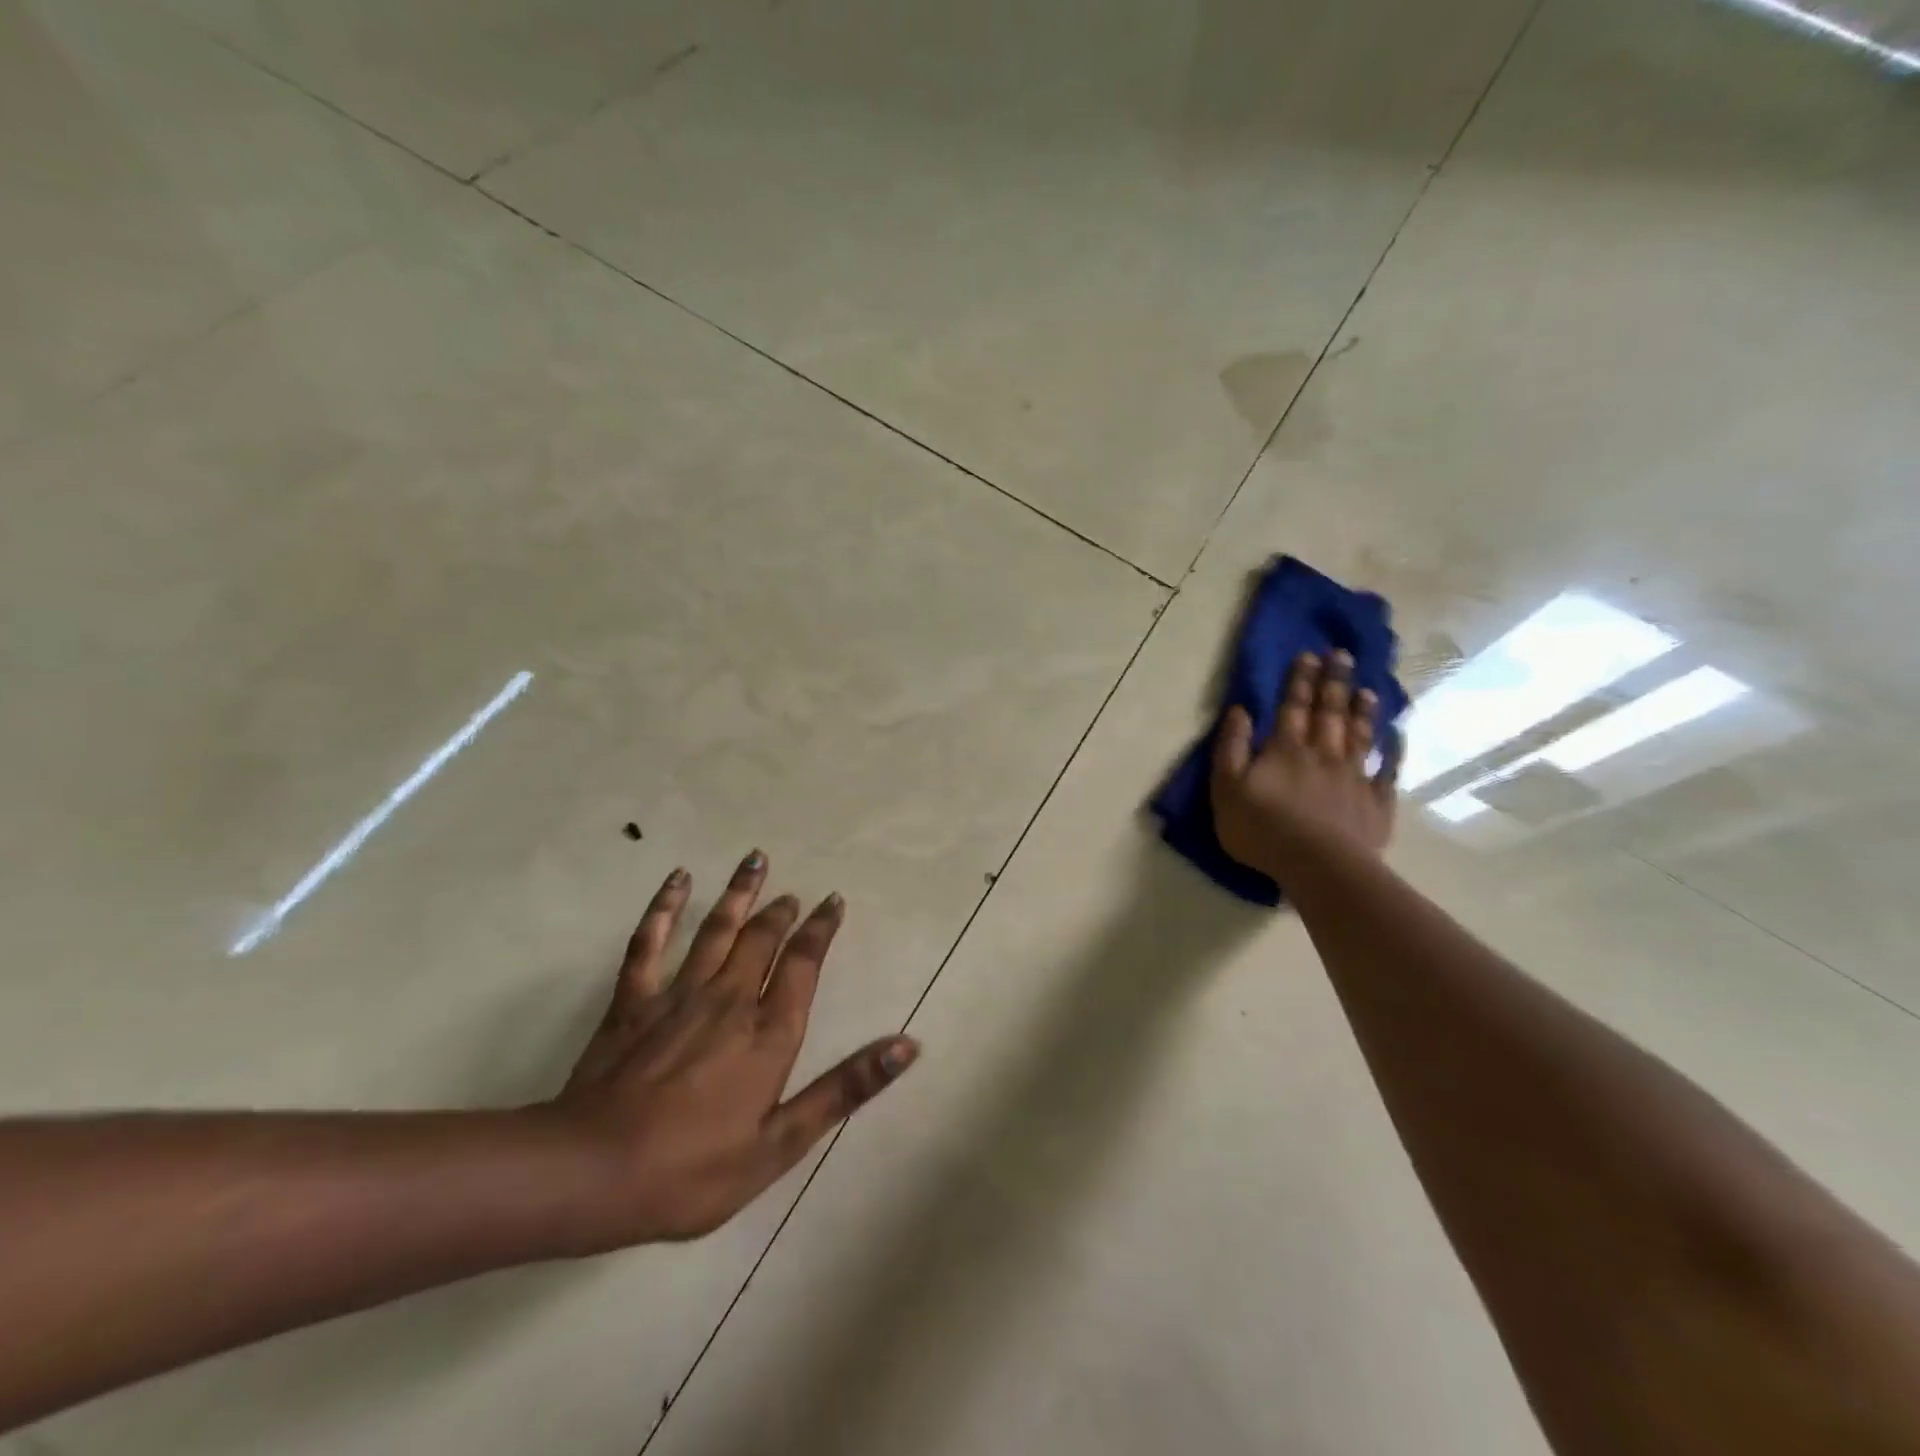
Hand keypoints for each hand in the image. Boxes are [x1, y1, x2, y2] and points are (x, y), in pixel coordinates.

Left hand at [544, 851, 917, 1247]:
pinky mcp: (633, 1001)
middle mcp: (729, 999)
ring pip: (717, 929)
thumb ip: (844, 1089)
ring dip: (739, 894)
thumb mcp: (780, 1143)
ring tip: (755, 860)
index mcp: (768, 1032)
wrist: (592, 1174)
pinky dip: (665, 907)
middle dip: (782, 911)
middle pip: (761, 939)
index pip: (803, 964)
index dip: (820, 930)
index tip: (832, 902)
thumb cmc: (693, 1169)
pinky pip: (650, 942)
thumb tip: (907, 1046)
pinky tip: (677, 879)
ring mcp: (678, 994)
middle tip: (794, 893)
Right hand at [1210, 649, 1397, 883]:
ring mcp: (1354, 776)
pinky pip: (1386, 770)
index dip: (1299, 680)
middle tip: (1341, 656)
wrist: (1319, 866)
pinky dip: (1392, 751)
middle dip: (1333, 682)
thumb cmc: (1262, 828)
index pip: (1292, 706)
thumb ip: (1231, 747)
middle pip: (1330, 712)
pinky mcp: (1375, 802)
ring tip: (1367, 689)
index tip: (1308, 655)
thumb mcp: (1227, 788)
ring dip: (1362, 710)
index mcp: (1286, 749)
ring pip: (1359, 734)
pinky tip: (1396, 737)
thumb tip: (1239, 710)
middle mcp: (1323, 753)